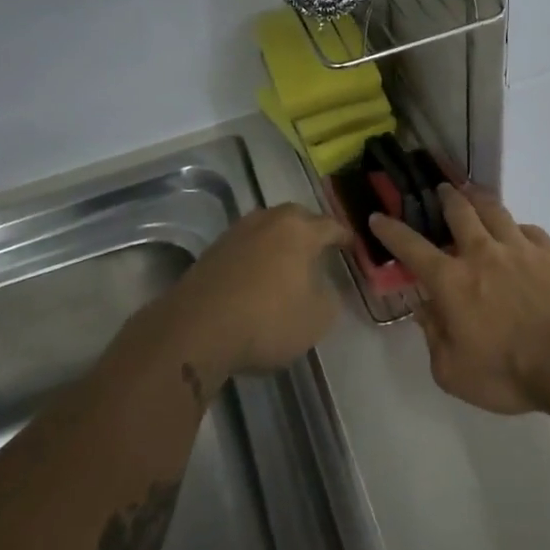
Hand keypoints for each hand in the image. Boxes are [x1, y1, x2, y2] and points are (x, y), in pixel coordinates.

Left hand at [167, 204, 350, 378]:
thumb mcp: (318, 318)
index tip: (353, 247)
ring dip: (280, 243)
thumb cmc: (267, 320)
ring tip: (288, 264)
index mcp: (299, 229)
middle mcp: (268, 220)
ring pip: (268, 230)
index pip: (331, 226)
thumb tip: (321, 286)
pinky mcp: (212, 251)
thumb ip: (328, 296)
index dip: (345, 237)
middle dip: (311, 232)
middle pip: (297, 219)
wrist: (196, 330)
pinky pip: (246, 247)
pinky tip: (258, 278)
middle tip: (321, 251)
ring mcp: (236, 233)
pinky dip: (257, 257)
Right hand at [369, 185, 549, 414]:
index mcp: (452, 281)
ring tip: (471, 192)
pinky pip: (528, 228)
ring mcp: (518, 248)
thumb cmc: (507, 372)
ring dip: (478, 198)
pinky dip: (515, 226)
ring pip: (493, 210)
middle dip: (445, 198)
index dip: (391, 231)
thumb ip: (433, 337)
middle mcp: (481, 254)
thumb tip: (424, 310)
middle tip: (440, 190)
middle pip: (459, 212)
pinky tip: (516, 231)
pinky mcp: (549, 253)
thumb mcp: (453, 372)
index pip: (412, 247)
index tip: (378, 216)